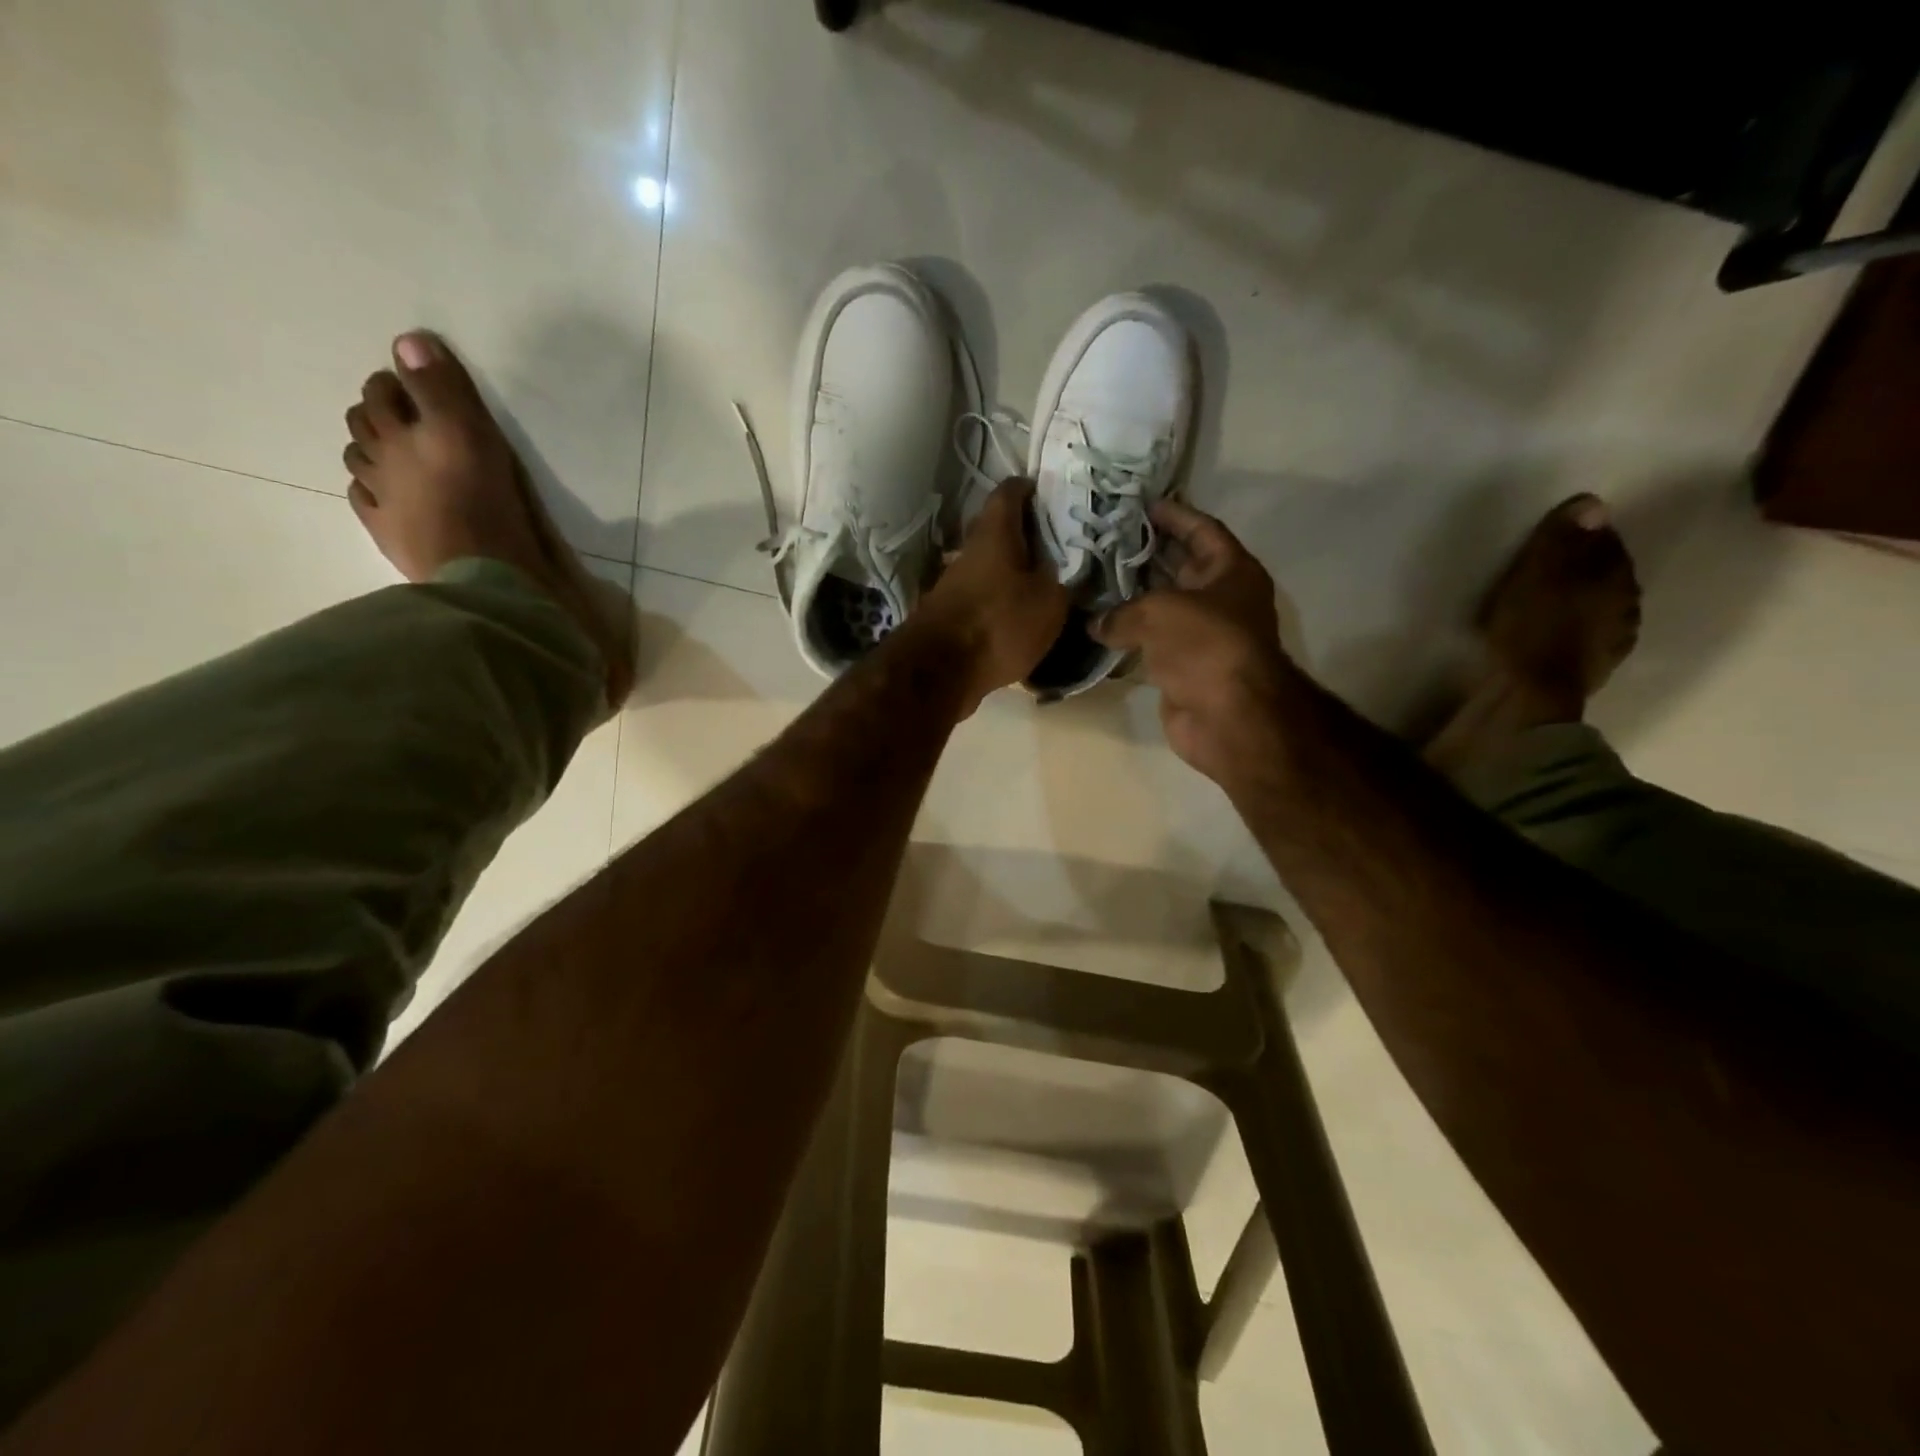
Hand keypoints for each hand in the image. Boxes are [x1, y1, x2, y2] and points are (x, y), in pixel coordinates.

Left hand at [913, 478, 1069, 713]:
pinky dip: (1000, 603)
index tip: (1053, 495)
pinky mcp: (949, 616)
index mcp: (994, 534)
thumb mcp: (1050, 602)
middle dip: (1026, 536)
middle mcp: (969, 551)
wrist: (940, 672)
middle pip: (998, 532)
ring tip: (1045, 586)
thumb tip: (1066, 572)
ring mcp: (953, 585)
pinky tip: (1020, 619)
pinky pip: (982, 599)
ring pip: (989, 567)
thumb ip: (1063, 581)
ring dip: (1013, 573)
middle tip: (1059, 546)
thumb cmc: (999, 624)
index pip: (1009, 492)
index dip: (1030, 489)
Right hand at [1090, 500, 1296, 786]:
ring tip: (1092, 576)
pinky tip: (1095, 624)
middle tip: (1104, 538)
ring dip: (1131, 596)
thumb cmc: (1205, 646)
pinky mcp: (1182, 667)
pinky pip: (1150, 641)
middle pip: (1179, 566)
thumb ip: (1122, 611)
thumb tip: (1095, 624)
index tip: (1142, 503)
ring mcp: (1201, 636)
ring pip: (1161, 606)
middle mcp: (1220, 599)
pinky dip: (1127, 634)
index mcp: (1231, 572)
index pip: (1203, 531)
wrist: (1228, 717)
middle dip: (1145, 553)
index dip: (1175, 515)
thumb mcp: (1160, 611)